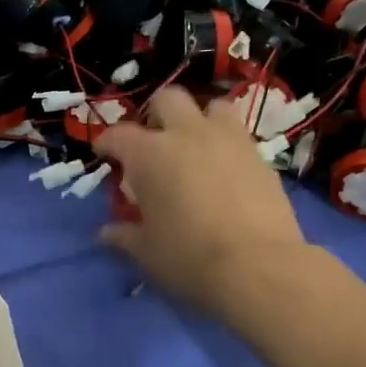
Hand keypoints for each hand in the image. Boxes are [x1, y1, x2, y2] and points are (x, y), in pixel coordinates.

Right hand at [95, 88, 309, 312]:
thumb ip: (124, 236)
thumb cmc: (188, 257)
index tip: (104, 154)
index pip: (119, 135)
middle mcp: (187, 134)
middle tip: (153, 143)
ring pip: (212, 107)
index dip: (107, 142)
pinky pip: (239, 136)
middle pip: (168, 100)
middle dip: (156, 116)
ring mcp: (229, 140)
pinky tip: (224, 171)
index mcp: (149, 154)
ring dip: (199, 121)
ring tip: (195, 147)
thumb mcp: (146, 251)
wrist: (258, 266)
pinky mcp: (260, 156)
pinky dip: (226, 145)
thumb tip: (106, 233)